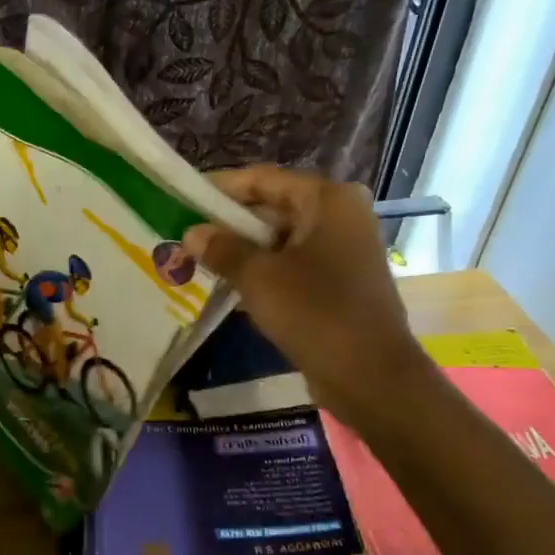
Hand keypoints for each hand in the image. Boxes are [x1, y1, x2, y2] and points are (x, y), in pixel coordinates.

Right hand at [184, 167, 421, 430]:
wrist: (370, 376)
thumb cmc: (314, 312)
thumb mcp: (258, 277)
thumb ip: (223, 249)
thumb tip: (191, 233)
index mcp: (328, 200)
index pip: (263, 179)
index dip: (222, 188)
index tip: (185, 198)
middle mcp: (340, 216)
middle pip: (274, 207)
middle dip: (230, 223)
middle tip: (186, 233)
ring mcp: (343, 251)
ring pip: (281, 239)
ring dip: (243, 250)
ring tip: (198, 259)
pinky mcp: (340, 283)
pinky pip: (293, 265)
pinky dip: (264, 272)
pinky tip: (228, 285)